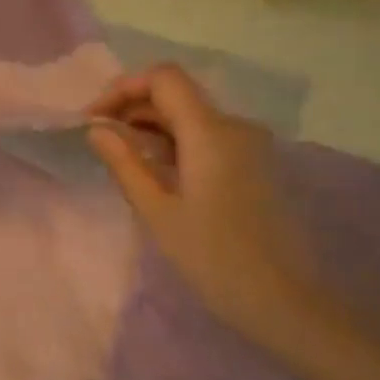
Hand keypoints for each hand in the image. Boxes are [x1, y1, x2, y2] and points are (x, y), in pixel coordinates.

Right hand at [87, 65, 335, 354]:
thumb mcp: (157, 211)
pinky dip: (176, 143)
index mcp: (210, 132)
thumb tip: (97, 129)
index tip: (94, 119)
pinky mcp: (256, 164)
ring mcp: (250, 145)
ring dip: (153, 127)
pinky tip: (158, 173)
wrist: (285, 301)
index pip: (163, 78)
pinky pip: (208, 138)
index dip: (123, 88)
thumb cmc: (213, 258)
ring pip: (192, 116)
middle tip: (100, 141)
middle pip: (177, 94)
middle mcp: (234, 126)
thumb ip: (124, 162)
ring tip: (123, 160)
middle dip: (133, 108)